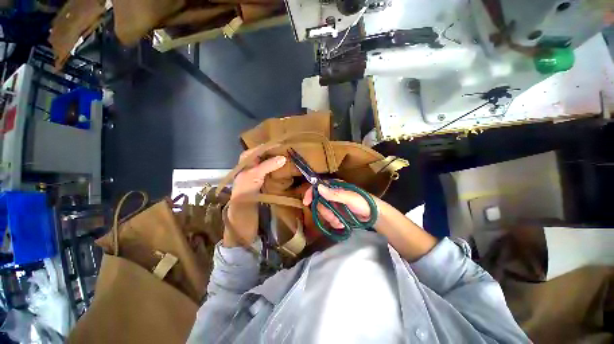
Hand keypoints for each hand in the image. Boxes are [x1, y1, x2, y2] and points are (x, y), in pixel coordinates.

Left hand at [224, 147, 285, 246]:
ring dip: (281, 160)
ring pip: (272, 162)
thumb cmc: (245, 190)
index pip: (261, 148)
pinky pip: (275, 170)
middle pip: (267, 154)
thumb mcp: (254, 175)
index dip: (272, 146)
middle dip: (278, 152)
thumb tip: (283, 157)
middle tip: (292, 150)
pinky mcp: (266, 179)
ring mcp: (261, 171)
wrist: (244, 211)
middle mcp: (254, 163)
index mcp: (247, 159)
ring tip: (293, 157)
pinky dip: (281, 168)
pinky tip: (290, 167)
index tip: (286, 144)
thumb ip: (267, 165)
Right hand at [302, 183, 374, 228]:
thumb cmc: (363, 202)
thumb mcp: (350, 198)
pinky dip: (334, 223)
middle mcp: (332, 194)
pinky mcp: (337, 213)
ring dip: (330, 219)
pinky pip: (329, 218)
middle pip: (319, 202)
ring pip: (323, 211)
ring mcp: (334, 204)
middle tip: (334, 218)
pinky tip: (342, 225)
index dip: (311, 193)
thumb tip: (318, 187)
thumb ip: (335, 194)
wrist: (374, 215)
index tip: (306, 202)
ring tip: (340, 222)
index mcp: (335, 186)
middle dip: (325, 212)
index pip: (318, 187)